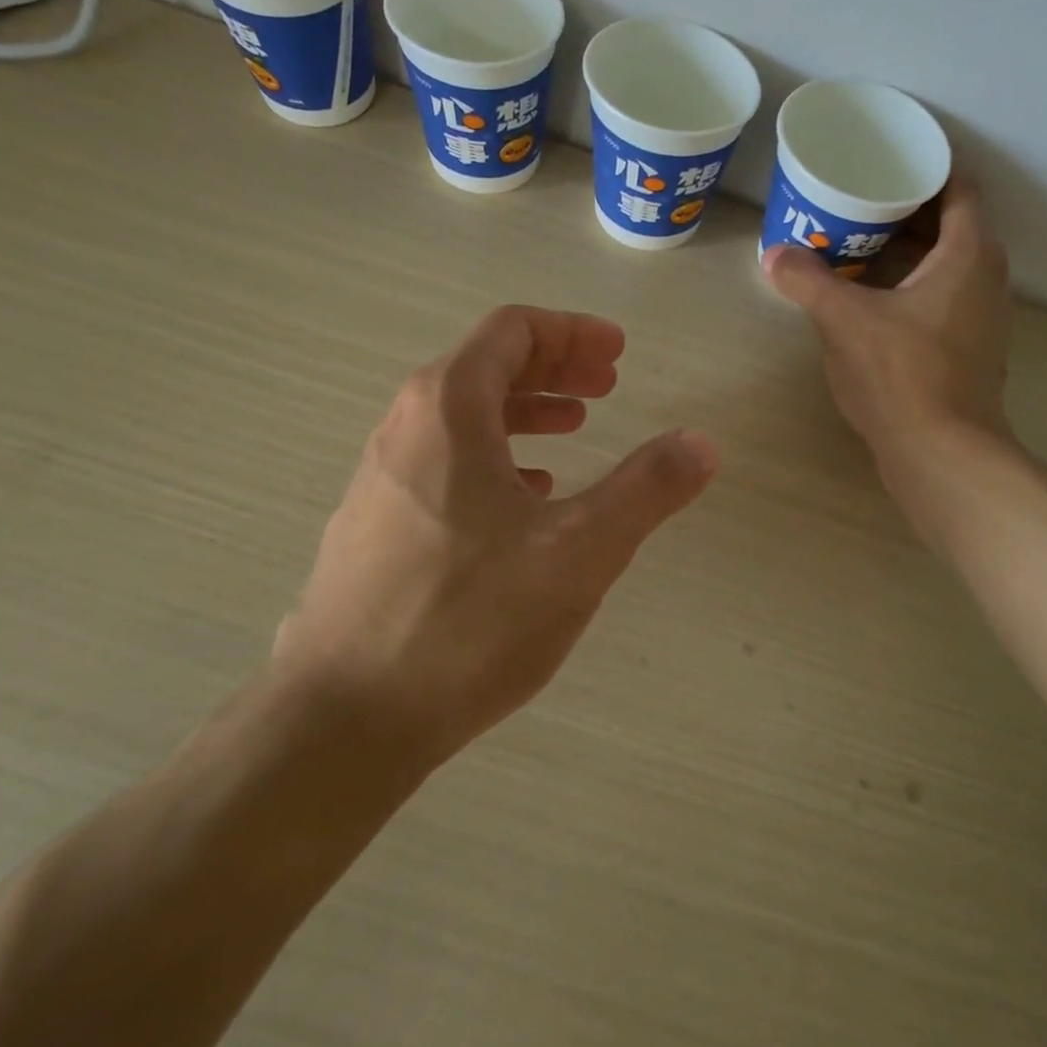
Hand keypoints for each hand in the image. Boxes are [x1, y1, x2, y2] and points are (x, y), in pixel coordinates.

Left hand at [272, 306, 715, 767]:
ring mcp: (381, 479)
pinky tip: (525, 497)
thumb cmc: (469, 619)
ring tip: (574, 429)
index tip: (617, 353)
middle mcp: (404, 428)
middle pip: (485, 366)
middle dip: (554, 368)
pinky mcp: (373, 527)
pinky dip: (494, 457)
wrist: (346, 716)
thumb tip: (701, 443)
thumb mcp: (579, 551)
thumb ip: (646, 490)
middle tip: (607, 386)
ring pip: (463, 418)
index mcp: (448, 409)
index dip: (571, 332)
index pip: (512, 331)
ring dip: (525, 411)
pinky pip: (443, 463)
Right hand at [762, 180, 1013, 465]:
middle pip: (953, 223)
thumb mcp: (844, 321)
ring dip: (912, 250)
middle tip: (860, 200)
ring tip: (862, 246)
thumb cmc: (902, 374)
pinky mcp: (973, 348)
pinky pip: (945, 296)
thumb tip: (773, 255)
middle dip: (908, 208)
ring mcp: (985, 316)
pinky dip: (915, 285)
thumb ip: (808, 282)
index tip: (887, 161)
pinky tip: (877, 300)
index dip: (926, 167)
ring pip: (950, 263)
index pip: (958, 185)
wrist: (942, 453)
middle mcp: (988, 276)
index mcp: (969, 252)